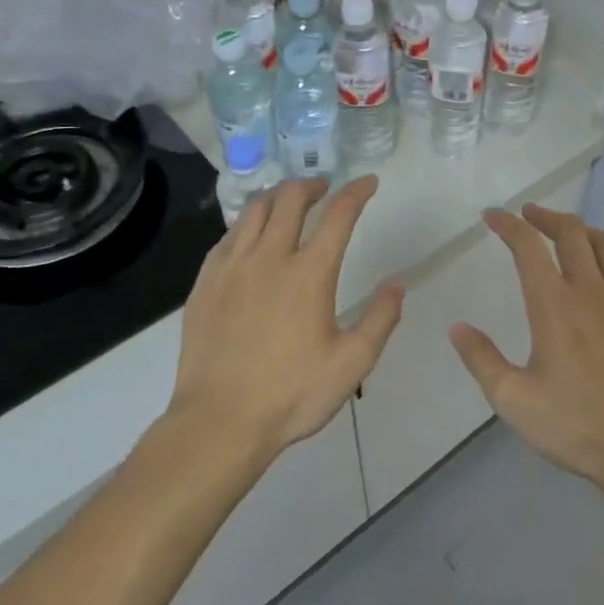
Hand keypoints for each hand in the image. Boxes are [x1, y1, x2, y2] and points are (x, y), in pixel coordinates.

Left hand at [172, 176, 402, 455]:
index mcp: (310, 273)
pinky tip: (251, 236)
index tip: (368, 182)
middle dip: (312, 185)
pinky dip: (247, 223)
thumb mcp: (352, 363)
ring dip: (278, 198)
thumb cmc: (292, 394)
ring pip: (254, 210)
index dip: (356, 192)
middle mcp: (269, 258)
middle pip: (290, 199)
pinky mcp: (205, 283)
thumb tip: (398, 284)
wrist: (219, 421)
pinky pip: (227, 236)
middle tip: (325, 189)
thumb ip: (381, 319)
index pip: (338, 215)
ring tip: (289, 203)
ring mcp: (232, 267)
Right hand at [450, 203, 603, 487]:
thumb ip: (482, 360)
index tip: (492, 216)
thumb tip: (457, 328)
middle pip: (571, 232)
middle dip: (545, 216)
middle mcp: (590, 291)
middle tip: (528, 215)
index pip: (528, 247)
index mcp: (553, 305)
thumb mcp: (513, 400)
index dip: (508, 224)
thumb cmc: (575, 424)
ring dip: (581, 229)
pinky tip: (601, 277)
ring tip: (566, 232)